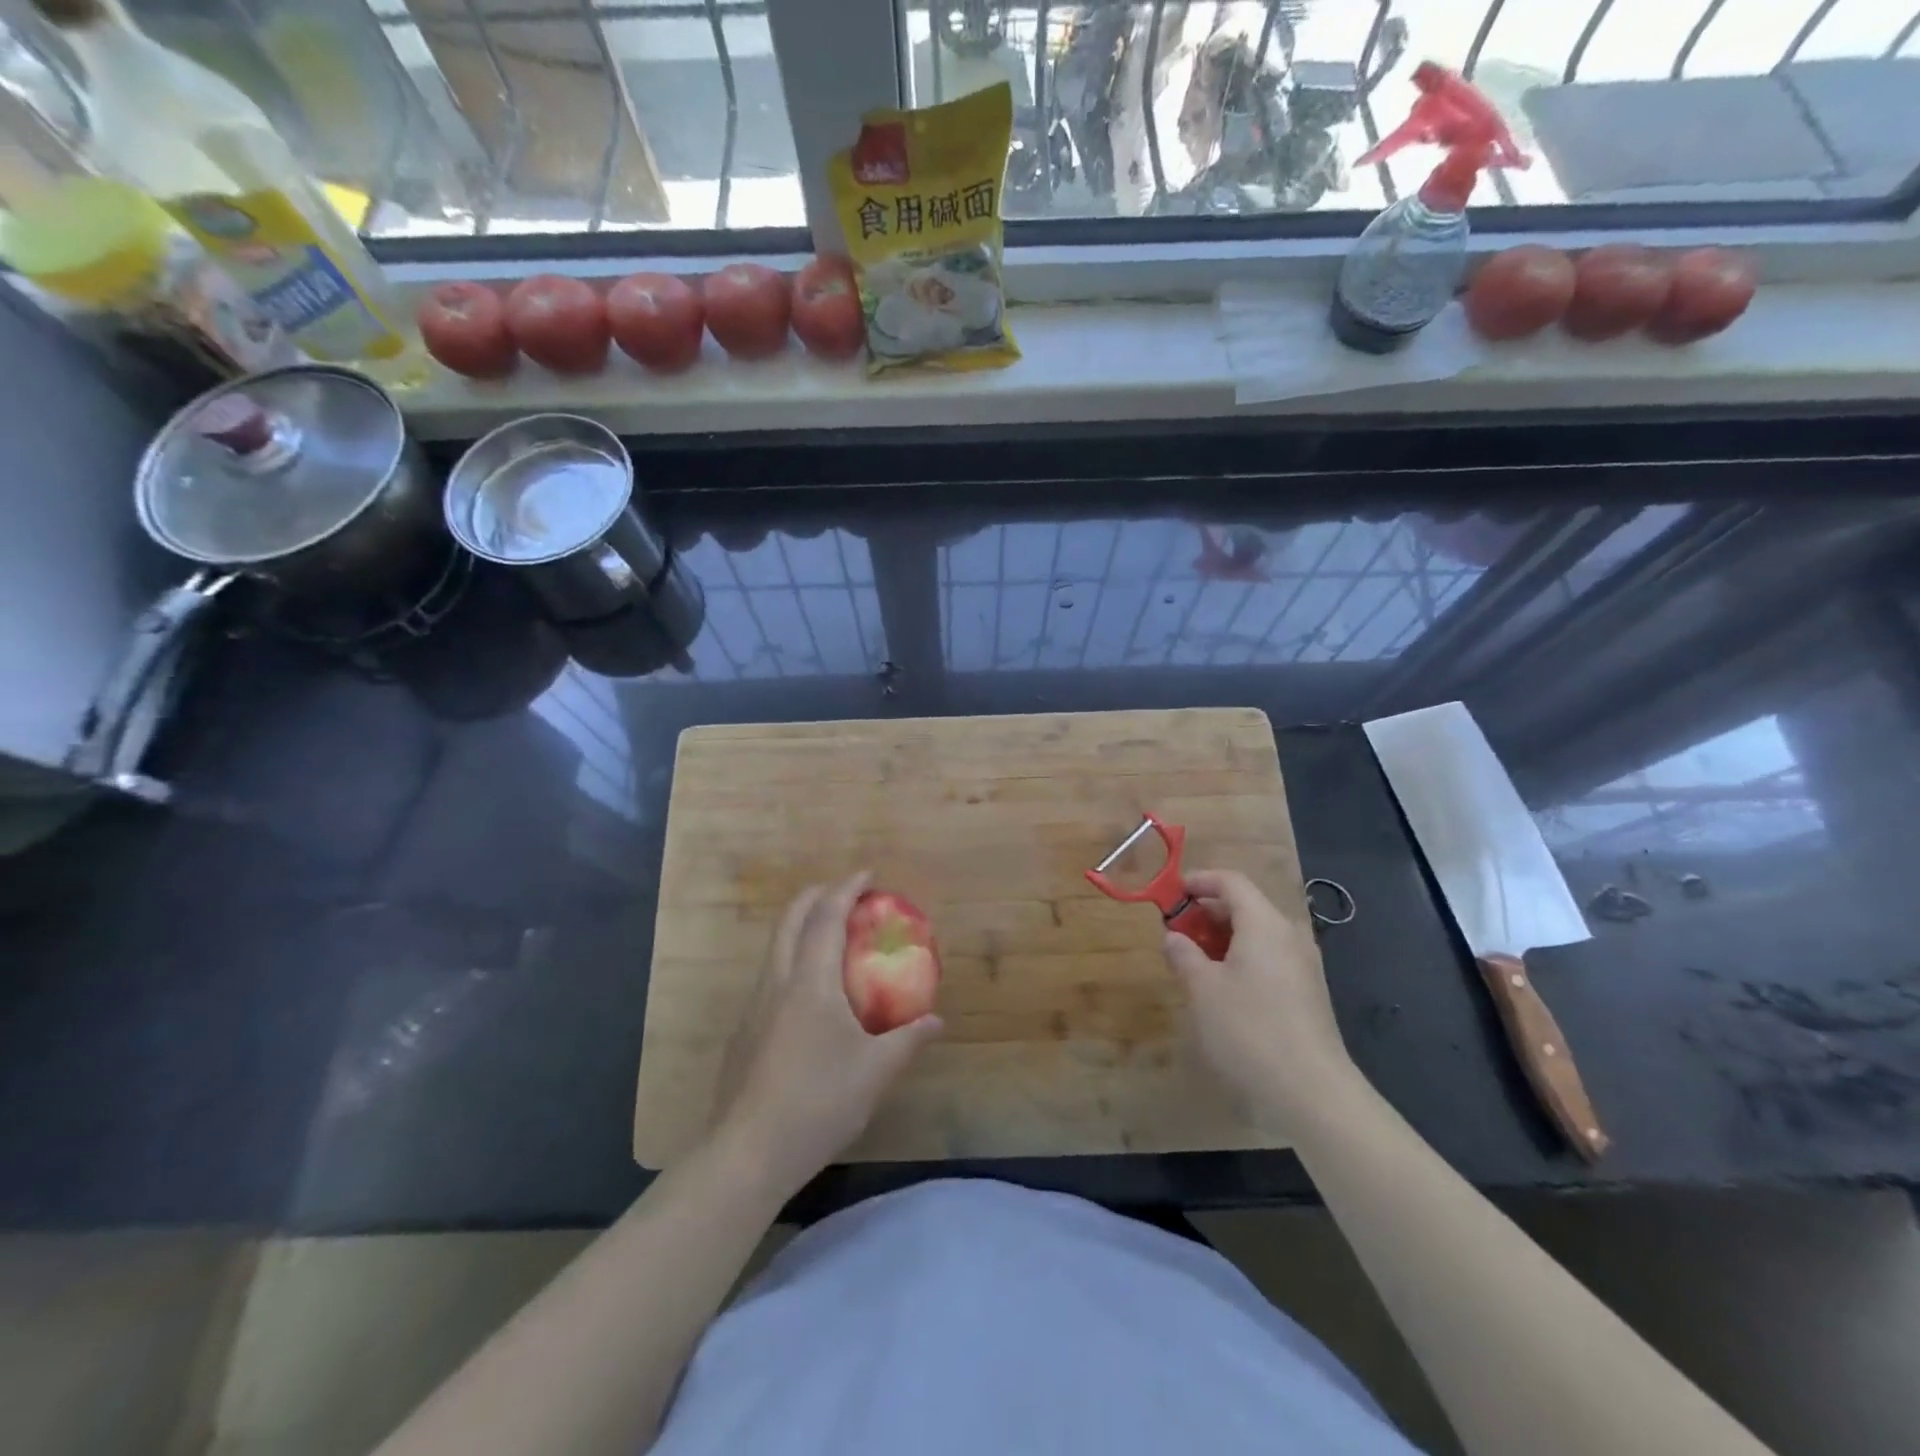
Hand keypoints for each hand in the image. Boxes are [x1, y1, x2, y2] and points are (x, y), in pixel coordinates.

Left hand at [711, 872, 942, 1192]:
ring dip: (801, 928)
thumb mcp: (875, 1072)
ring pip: (775, 947)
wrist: (747, 1153)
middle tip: (845, 894)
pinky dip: (793, 961)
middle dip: (817, 895)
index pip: (826, 917)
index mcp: (810, 982)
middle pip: (790, 919)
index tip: (867, 875)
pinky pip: (770, 977)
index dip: (846, 889)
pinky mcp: (743, 1033)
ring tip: (831, 939)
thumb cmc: (818, 1102)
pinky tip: (810, 997)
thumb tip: (936, 1020)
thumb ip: (908, 1040)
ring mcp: (753, 1008)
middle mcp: (777, 983)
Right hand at [1163, 869, 1360, 1133]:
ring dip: (1223, 938)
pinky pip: (1269, 959)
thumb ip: (1184, 955)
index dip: (1199, 881)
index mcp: (1264, 924)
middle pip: (1246, 906)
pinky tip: (1222, 989)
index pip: (1232, 882)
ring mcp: (1303, 966)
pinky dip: (1242, 959)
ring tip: (1193, 961)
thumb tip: (1174, 937)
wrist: (1313, 1094)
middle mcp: (1289, 936)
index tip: (1171, 894)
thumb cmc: (1249, 1030)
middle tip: (1176, 932)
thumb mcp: (1202, 989)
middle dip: (1207, 913)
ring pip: (1258, 935)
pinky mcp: (1308, 994)